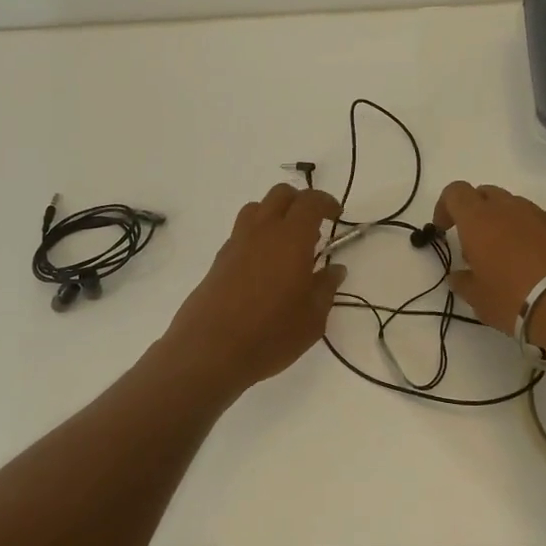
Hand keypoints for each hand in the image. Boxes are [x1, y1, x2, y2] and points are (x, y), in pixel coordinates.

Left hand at [163, 183, 345, 392]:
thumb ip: (326, 288)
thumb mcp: (312, 318)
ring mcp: (236, 243)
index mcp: (290, 238)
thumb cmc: (270, 334)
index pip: (310, 202)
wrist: (210, 351)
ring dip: (275, 215)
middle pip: (280, 195)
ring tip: (288, 245)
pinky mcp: (219, 260)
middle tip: (314, 227)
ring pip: (257, 209)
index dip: (327, 203)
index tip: (336, 216)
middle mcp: (262, 231)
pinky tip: (266, 266)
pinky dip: (258, 235)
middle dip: (300, 202)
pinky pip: (242, 232)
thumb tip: (335, 270)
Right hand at [434, 182, 545, 349]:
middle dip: (476, 212)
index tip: (445, 230)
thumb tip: (458, 276)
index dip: (446, 207)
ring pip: (516, 203)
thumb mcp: (478, 299)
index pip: (455, 192)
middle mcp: (507, 208)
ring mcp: (540, 213)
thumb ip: (464, 282)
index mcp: (477, 219)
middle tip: (477, 245)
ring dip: (508, 219)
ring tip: (512, 251)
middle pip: (485, 194)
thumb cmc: (513, 299)